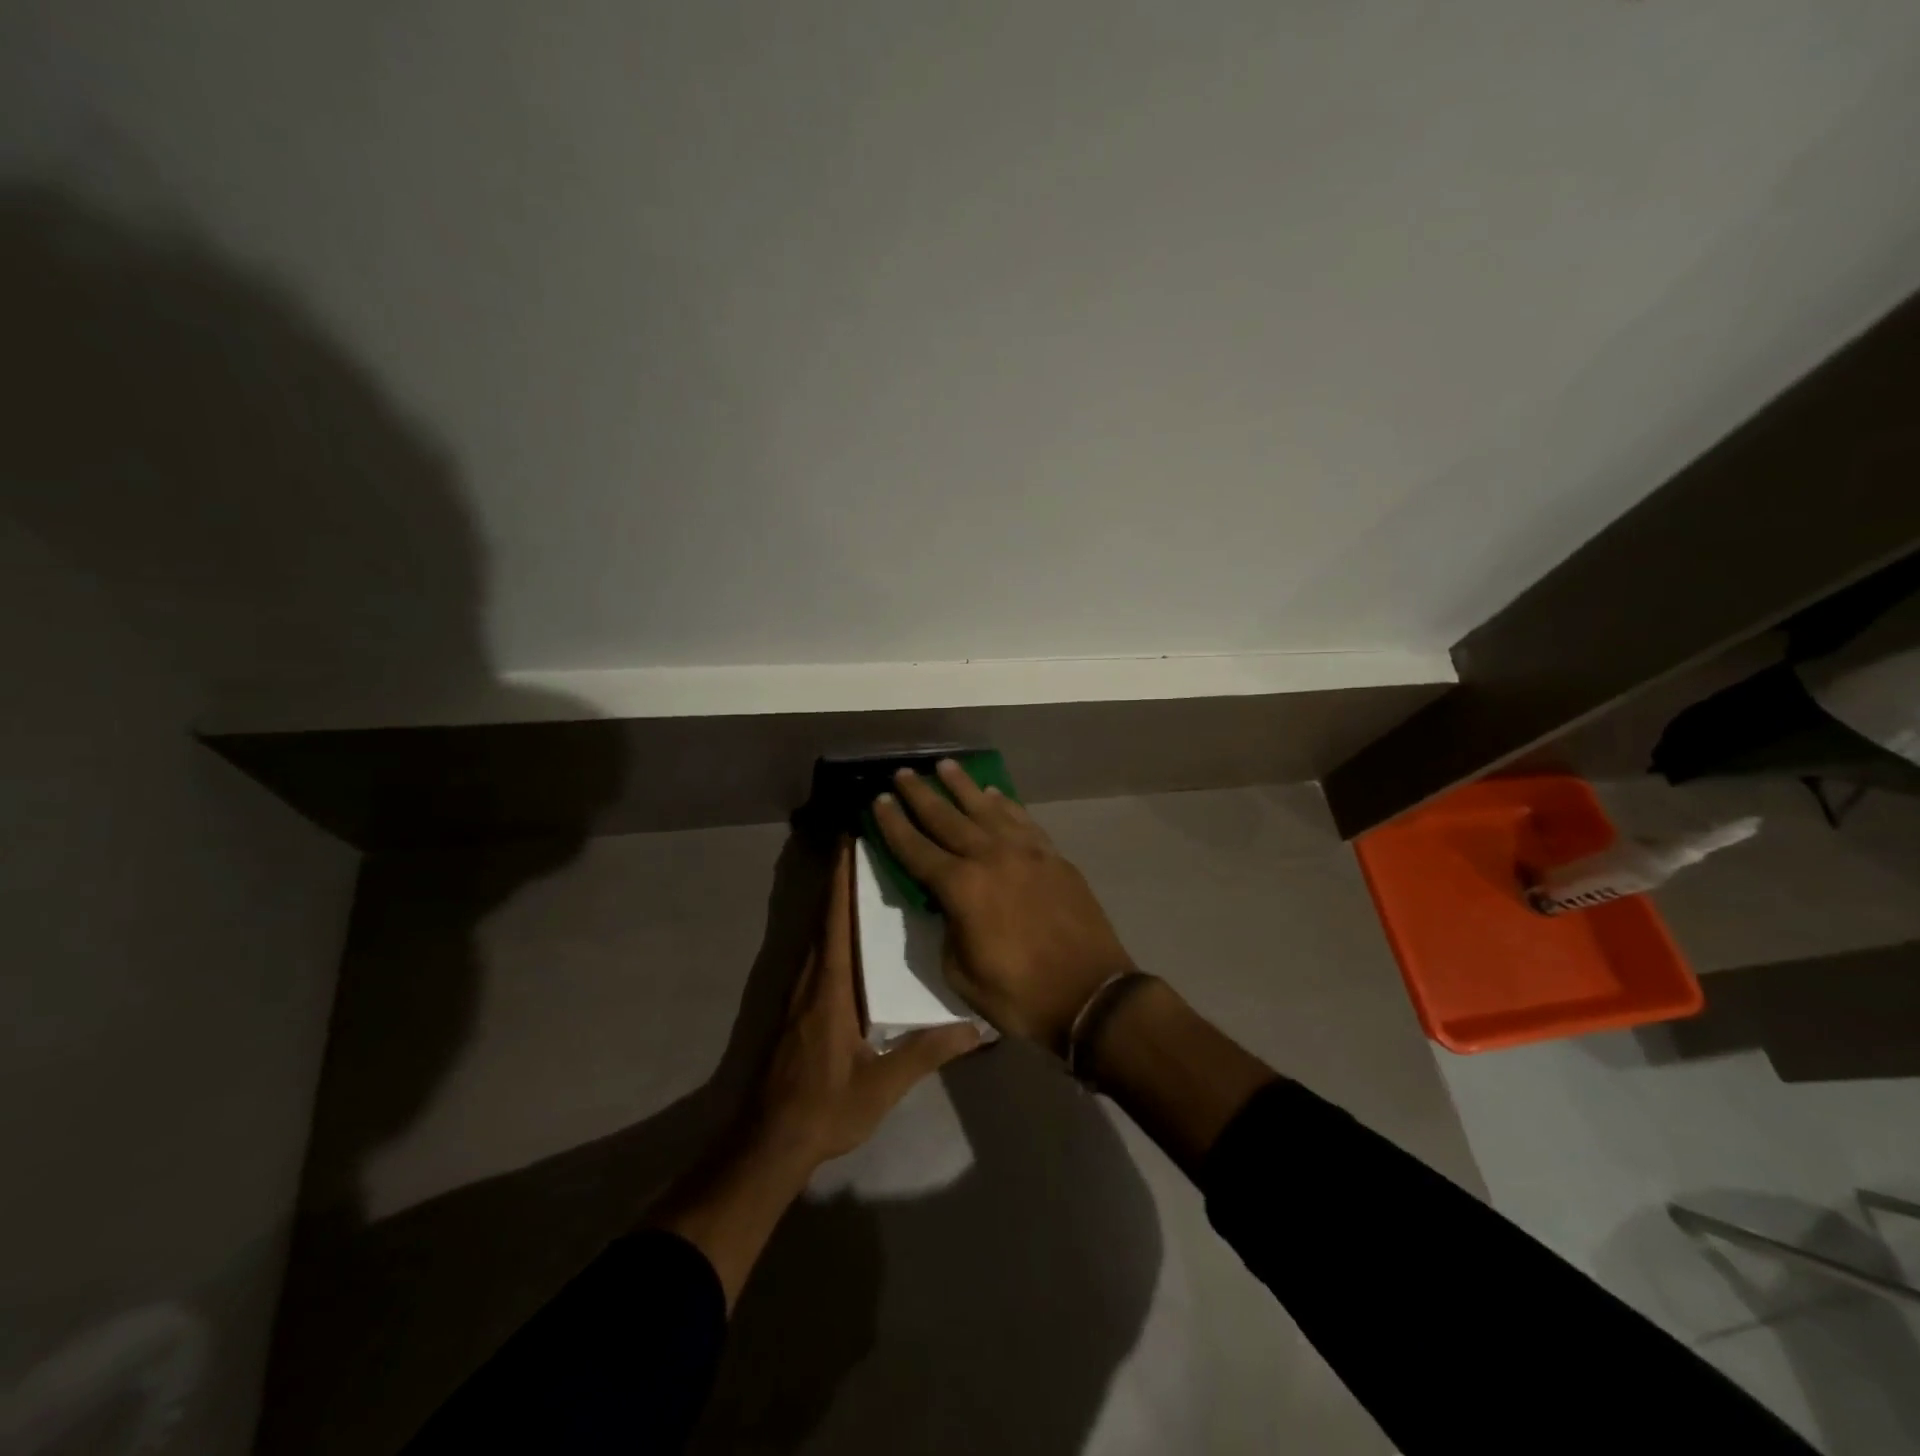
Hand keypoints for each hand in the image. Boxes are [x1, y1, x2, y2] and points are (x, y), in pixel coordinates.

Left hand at [750, 837, 980, 1166]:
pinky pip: (817, 952)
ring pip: (818, 932)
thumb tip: (977, 1027)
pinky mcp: (797, 1006)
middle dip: (842, 879)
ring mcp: (799, 991)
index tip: (850, 840)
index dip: (841, 878)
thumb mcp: (882, 1084)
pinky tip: (853, 932)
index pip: (835, 919)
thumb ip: (927, 1051)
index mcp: (830, 987)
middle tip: (870, 847)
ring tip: (866, 877)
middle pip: (825, 916)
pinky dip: (832, 927)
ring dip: (836, 900)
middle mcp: (811, 978)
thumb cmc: (825, 1107)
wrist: (769, 1141)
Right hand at [873, 760, 1136, 1053]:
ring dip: (962, 786)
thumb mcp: (962, 974)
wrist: (1091, 995)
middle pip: (947, 818)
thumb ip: (948, 930)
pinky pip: (1022, 820)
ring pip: (986, 808)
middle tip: (903, 773)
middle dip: (921, 794)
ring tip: (945, 765)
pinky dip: (1004, 804)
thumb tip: (948, 906)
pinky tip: (994, 793)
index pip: (916, 849)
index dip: (894, 825)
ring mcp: (1026, 852)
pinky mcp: (1053, 856)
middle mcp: (990, 857)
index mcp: (961, 888)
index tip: (878, 801)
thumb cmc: (1020, 995)